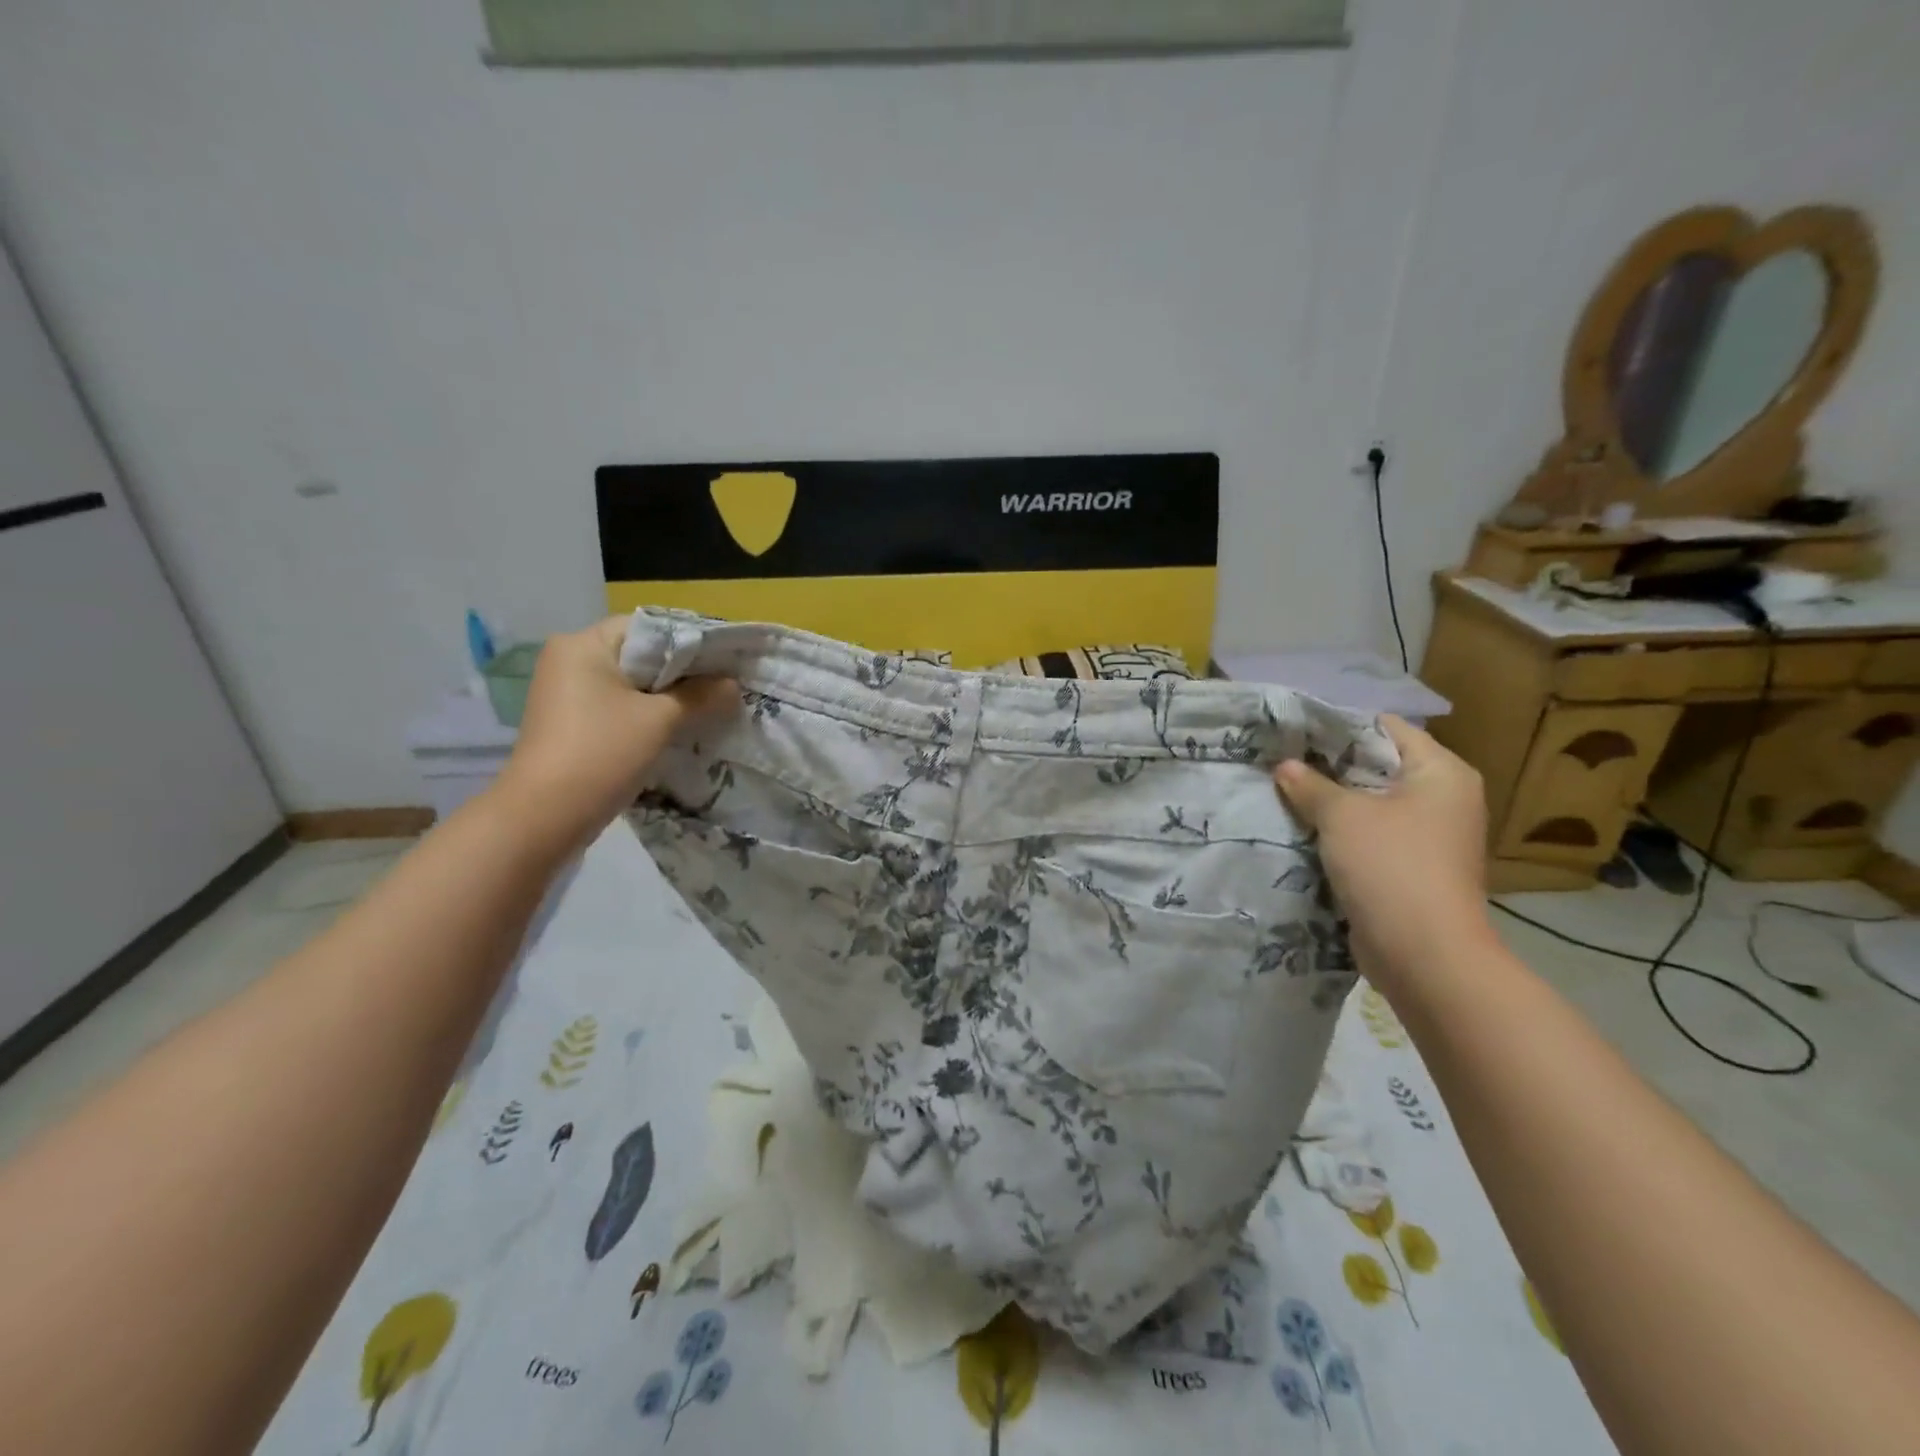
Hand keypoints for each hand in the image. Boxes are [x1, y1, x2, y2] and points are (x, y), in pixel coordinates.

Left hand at [491, 618, 735, 854]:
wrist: (543, 817)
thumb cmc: (602, 753)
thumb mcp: (660, 721)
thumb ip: (700, 696)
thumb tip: (732, 684)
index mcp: (583, 645)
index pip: (648, 627)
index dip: (690, 640)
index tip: (726, 659)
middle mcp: (568, 660)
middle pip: (639, 654)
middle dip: (682, 671)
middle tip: (724, 684)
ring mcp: (565, 693)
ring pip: (630, 683)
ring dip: (667, 695)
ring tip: (708, 706)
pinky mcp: (569, 722)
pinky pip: (617, 705)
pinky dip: (646, 713)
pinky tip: (677, 728)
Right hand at [1275, 715, 1495, 984]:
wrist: (1424, 955)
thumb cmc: (1391, 866)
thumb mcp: (1342, 815)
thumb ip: (1310, 784)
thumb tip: (1284, 766)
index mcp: (1441, 772)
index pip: (1386, 728)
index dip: (1339, 725)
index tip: (1293, 728)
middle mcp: (1442, 798)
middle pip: (1377, 765)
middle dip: (1328, 764)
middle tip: (1279, 758)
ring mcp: (1428, 836)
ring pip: (1369, 804)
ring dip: (1330, 801)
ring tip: (1281, 789)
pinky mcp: (1410, 867)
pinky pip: (1369, 836)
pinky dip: (1339, 832)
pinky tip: (1299, 827)